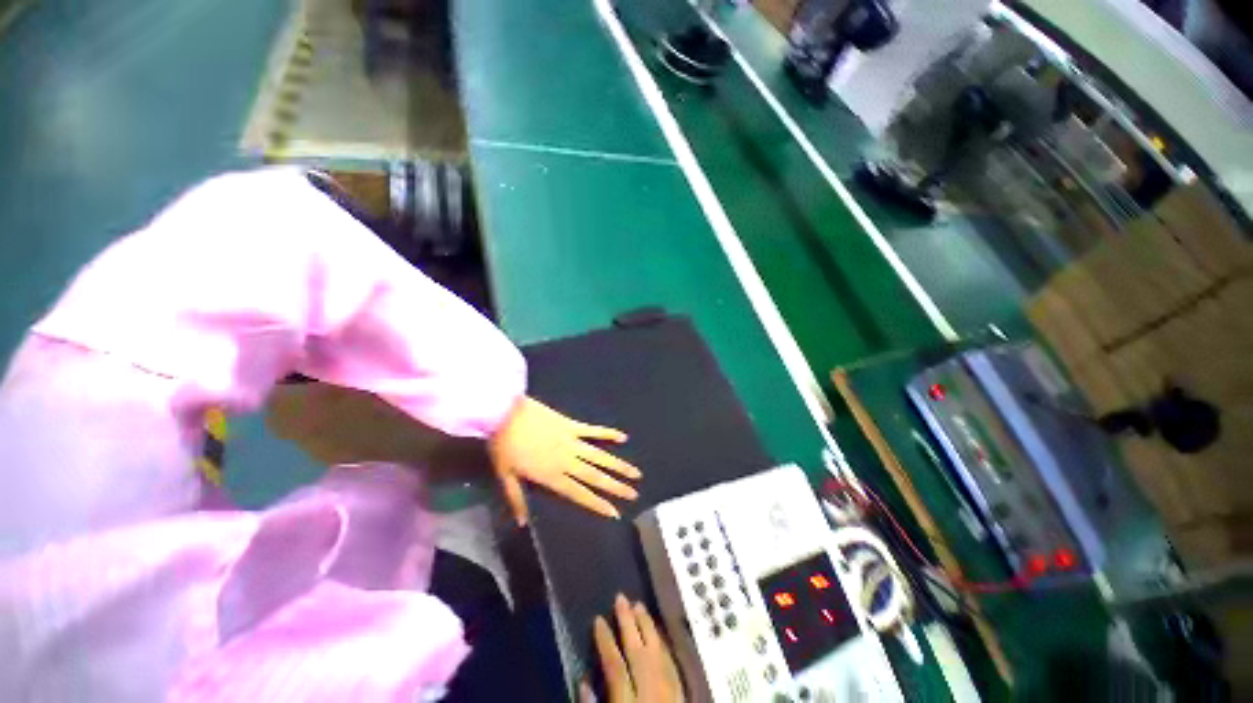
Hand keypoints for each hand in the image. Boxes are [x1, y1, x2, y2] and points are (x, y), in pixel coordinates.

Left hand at [488, 396, 640, 525]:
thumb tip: (523, 523)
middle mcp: (568, 461)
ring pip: (600, 456)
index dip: (597, 504)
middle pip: (595, 477)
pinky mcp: (572, 425)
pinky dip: (608, 433)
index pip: (579, 494)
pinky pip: (594, 430)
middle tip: (634, 494)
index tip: (615, 513)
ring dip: (619, 465)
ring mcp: (572, 441)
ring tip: (636, 472)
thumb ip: (516, 499)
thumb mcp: (505, 475)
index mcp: (552, 476)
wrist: (505, 413)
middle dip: (616, 487)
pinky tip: (623, 437)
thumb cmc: (504, 445)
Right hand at [581, 594, 683, 702]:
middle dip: (628, 621)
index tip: (597, 619)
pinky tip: (659, 634)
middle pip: (638, 650)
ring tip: (639, 605)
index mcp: (629, 701)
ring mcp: (670, 691)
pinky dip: (663, 645)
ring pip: (658, 651)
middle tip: (620, 597)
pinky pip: (673, 664)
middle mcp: (651, 690)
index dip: (605, 640)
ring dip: (648, 626)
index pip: (615, 665)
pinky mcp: (683, 693)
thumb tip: (582, 683)